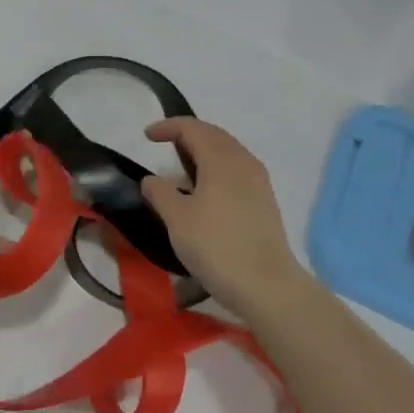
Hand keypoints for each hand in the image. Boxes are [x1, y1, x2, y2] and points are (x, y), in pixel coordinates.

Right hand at [141, 118, 301, 314]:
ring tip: (183, 164)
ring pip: (228, 152)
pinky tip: (205, 188)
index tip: (147, 136)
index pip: (193, 128)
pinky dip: (217, 167)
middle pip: (214, 135)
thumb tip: (151, 180)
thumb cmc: (216, 246)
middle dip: (188, 133)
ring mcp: (258, 181)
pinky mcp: (264, 201)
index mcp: (221, 159)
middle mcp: (243, 162)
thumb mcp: (177, 219)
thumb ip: (160, 193)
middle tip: (164, 143)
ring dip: (205, 150)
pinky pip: (237, 169)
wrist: (266, 285)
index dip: (168, 127)